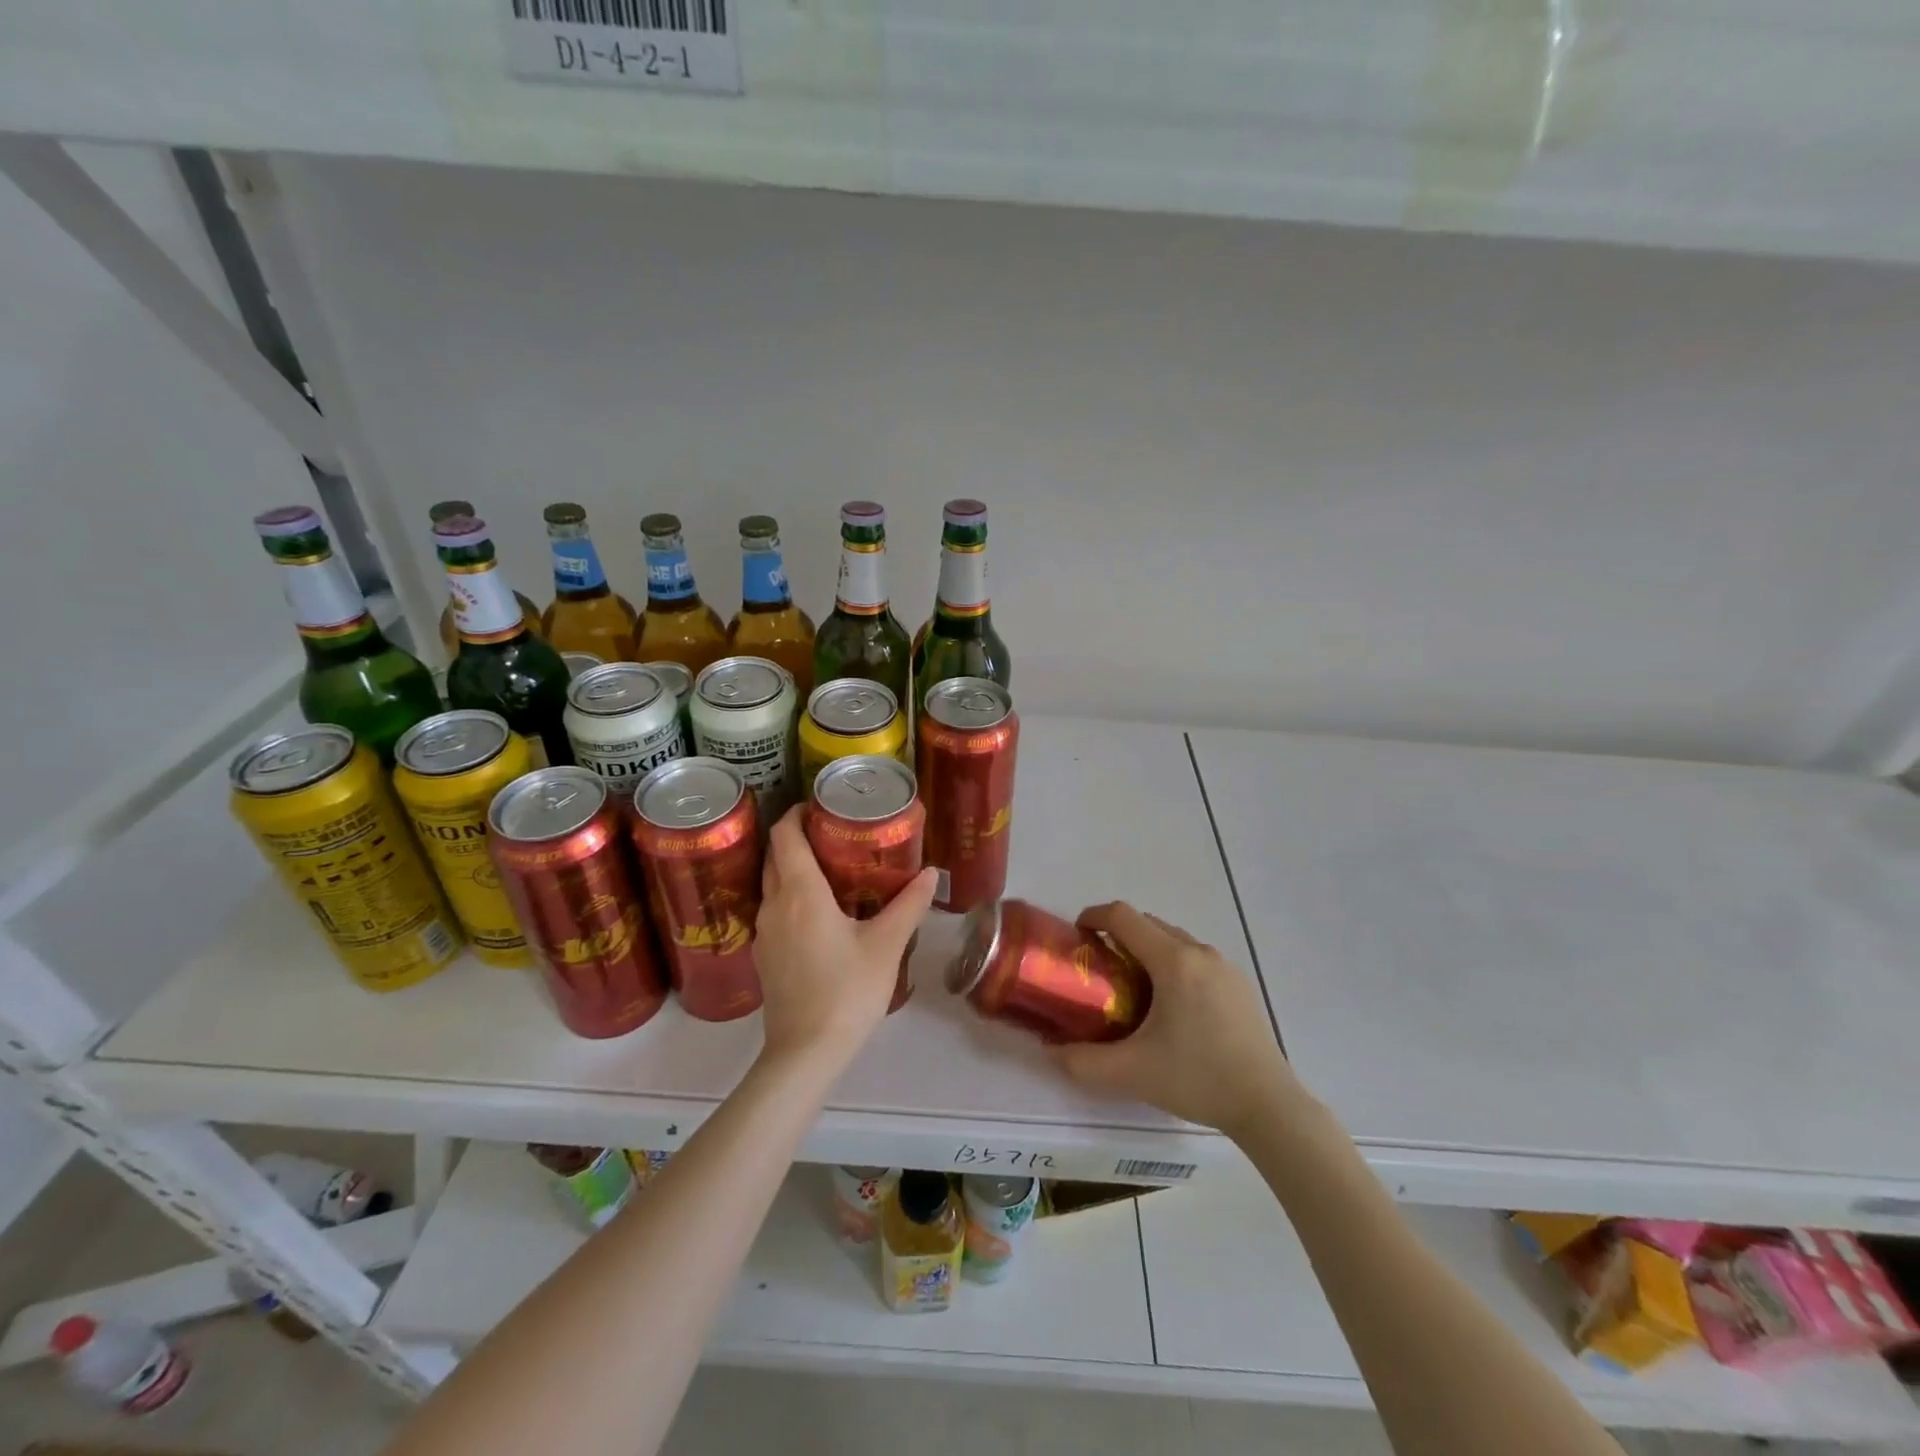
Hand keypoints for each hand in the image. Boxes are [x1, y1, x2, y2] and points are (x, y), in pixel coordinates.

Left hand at [752, 806, 936, 1069]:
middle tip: (833, 833)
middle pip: (774, 855)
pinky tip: (818, 911)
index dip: (796, 812)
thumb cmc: (848, 991)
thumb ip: (908, 905)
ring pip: (771, 883)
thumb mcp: (886, 945)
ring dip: (792, 867)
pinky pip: (772, 909)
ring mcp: (764, 932)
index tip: (820, 806)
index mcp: (800, 893)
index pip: (784, 835)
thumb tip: (931, 874)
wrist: (806, 1052)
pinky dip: (789, 895)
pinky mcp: (765, 955)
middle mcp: (774, 905)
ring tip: (829, 867)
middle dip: (796, 836)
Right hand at [1052, 903, 1300, 1136]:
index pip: (1124, 916)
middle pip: (1149, 925)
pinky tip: (1170, 1007)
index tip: (1076, 934)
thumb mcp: (1131, 1073)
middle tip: (1098, 967)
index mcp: (1173, 961)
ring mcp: (1225, 968)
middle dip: (1118, 936)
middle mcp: (1200, 953)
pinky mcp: (1239, 986)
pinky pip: (1195, 959)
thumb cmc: (1198, 1078)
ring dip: (1147, 951)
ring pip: (1174, 941)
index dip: (1094, 916)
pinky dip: (1172, 965)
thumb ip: (1083, 1062)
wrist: (1269, 1105)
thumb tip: (1049, 1052)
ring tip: (1131, 987)